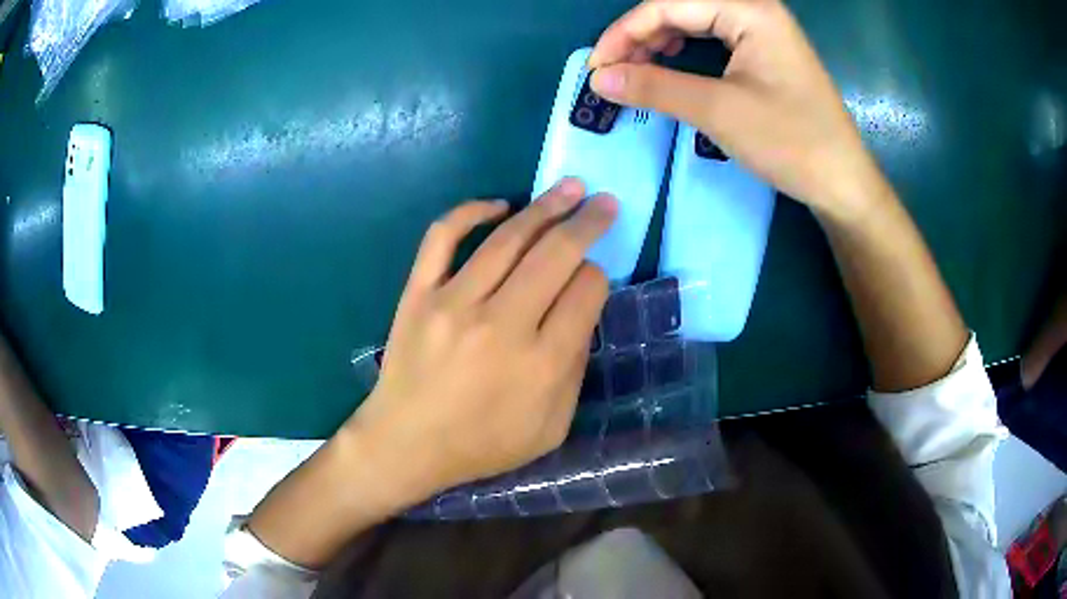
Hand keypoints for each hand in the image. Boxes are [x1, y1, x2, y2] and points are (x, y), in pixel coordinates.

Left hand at [348, 179, 616, 496]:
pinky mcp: (418, 294)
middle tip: (605, 202)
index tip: (592, 275)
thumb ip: (575, 369)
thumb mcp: (551, 427)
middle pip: (556, 254)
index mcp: (542, 363)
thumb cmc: (483, 444)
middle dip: (588, 222)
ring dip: (545, 206)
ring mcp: (454, 303)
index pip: (586, 291)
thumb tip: (581, 311)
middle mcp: (502, 324)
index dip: (598, 274)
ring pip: (508, 238)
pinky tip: (499, 205)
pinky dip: (470, 211)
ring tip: (569, 187)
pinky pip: (442, 238)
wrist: (407, 444)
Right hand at [587, 0, 885, 219]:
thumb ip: (655, 87)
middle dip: (640, 36)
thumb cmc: (791, 143)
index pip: (668, 4)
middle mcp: (755, 9)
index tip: (597, 67)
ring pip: (694, 20)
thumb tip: (599, 79)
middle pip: (680, 7)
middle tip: (614, 71)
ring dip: (659, 41)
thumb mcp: (718, 111)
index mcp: (749, 10)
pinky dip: (684, 50)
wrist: (843, 183)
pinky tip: (670, 64)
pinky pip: (713, 36)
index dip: (625, 32)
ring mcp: (763, 29)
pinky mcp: (766, 51)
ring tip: (636, 69)